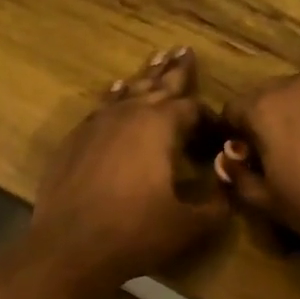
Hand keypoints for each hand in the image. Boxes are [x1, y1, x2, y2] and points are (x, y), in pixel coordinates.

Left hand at [27, 47, 228, 296]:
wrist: (70, 247)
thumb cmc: (135, 233)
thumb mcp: (190, 225)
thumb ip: (217, 204)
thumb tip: (229, 188)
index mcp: (160, 126)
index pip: (192, 109)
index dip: (209, 117)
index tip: (219, 128)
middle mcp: (128, 114)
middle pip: (157, 86)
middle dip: (175, 71)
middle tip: (184, 50)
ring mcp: (95, 125)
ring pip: (127, 92)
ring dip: (144, 78)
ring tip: (155, 60)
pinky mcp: (73, 141)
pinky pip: (100, 109)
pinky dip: (114, 98)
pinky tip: (116, 93)